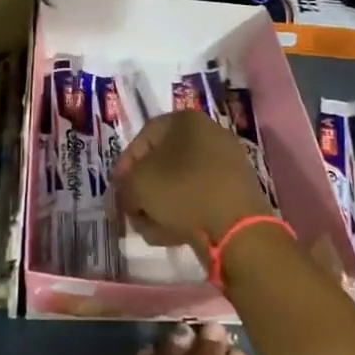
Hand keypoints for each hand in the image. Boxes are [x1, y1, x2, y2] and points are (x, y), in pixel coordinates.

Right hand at [116, 111, 274, 253]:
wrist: (236, 228)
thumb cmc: (182, 191)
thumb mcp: (138, 184)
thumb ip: (126, 183)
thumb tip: (130, 191)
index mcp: (186, 120)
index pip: (145, 136)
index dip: (125, 163)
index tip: (117, 188)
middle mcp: (209, 134)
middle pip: (163, 161)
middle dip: (143, 188)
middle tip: (132, 210)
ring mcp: (227, 164)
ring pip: (181, 182)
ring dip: (160, 205)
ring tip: (149, 228)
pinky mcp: (237, 192)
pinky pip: (200, 198)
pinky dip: (184, 212)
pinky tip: (171, 234)